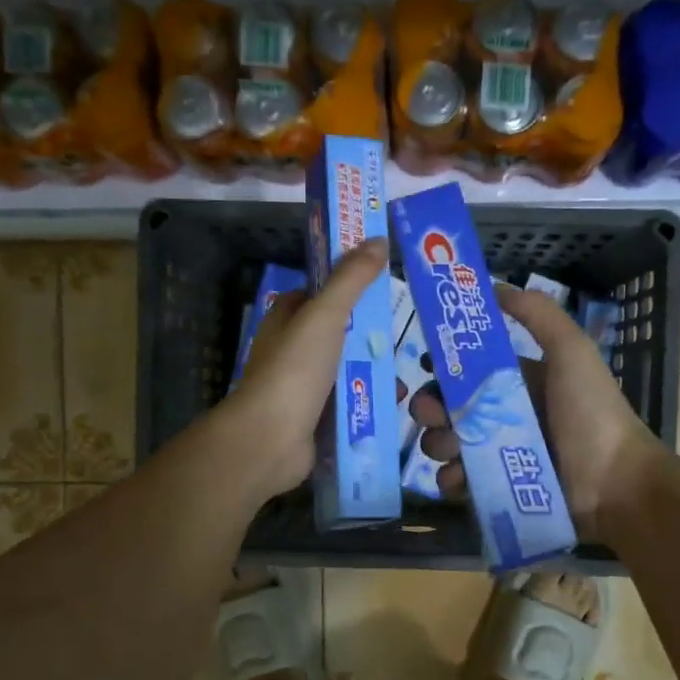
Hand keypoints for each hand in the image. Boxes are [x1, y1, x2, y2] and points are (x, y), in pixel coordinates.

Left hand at [225, 238, 388, 499]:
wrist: (271, 439)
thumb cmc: (294, 370)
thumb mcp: (324, 315)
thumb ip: (351, 280)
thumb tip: (377, 240)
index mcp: (285, 320)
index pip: (316, 294)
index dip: (345, 285)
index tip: (381, 284)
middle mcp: (290, 351)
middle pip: (336, 334)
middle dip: (368, 334)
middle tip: (404, 333)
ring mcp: (301, 387)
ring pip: (344, 371)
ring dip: (372, 372)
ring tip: (408, 374)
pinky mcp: (313, 418)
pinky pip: (347, 403)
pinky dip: (367, 401)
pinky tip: (394, 403)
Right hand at [411, 285, 663, 539]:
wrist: (616, 482)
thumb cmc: (591, 412)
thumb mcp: (571, 351)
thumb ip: (537, 314)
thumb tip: (495, 286)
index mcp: (520, 382)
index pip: (469, 370)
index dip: (445, 367)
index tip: (427, 367)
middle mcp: (506, 416)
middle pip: (452, 408)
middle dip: (432, 408)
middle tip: (429, 414)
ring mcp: (500, 455)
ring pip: (450, 444)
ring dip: (438, 443)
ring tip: (448, 448)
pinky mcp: (498, 489)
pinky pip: (460, 482)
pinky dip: (451, 480)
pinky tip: (457, 478)